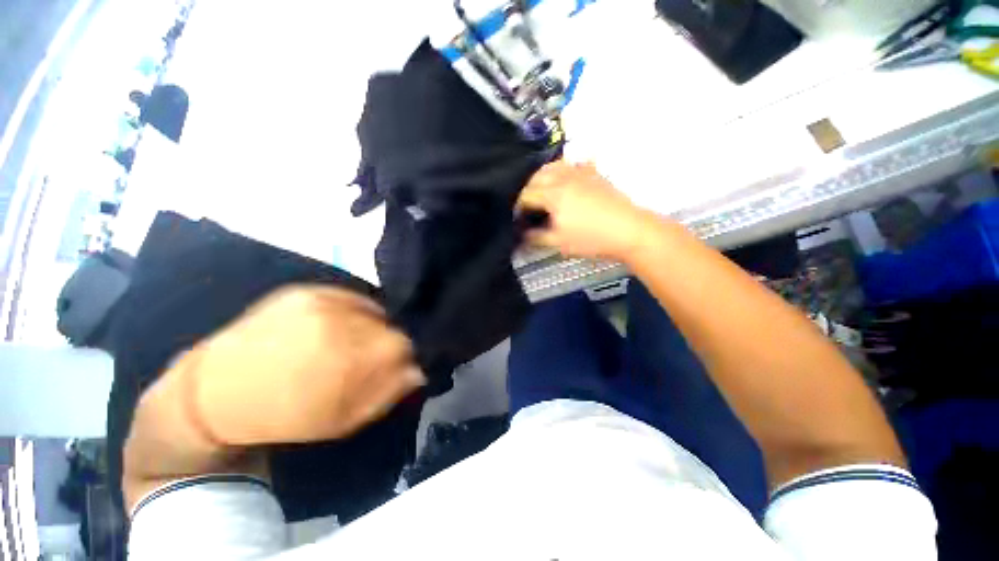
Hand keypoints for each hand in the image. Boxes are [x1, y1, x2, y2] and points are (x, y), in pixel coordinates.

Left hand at [185, 286, 424, 445]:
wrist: (217, 393)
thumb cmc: (286, 416)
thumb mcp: (344, 420)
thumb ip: (388, 392)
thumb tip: (418, 370)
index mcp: (354, 358)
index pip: (406, 345)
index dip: (403, 356)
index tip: (392, 367)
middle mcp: (344, 322)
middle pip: (392, 325)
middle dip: (387, 342)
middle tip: (369, 357)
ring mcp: (323, 301)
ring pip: (374, 310)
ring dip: (371, 327)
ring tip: (350, 342)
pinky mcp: (306, 290)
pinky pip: (351, 298)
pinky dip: (354, 312)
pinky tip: (336, 326)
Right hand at [517, 161, 651, 261]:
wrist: (628, 230)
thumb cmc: (591, 238)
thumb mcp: (559, 242)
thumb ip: (537, 237)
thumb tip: (523, 233)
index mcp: (553, 194)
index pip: (526, 195)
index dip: (519, 206)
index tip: (518, 217)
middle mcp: (563, 178)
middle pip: (536, 176)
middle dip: (527, 189)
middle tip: (528, 205)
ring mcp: (580, 172)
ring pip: (553, 166)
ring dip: (543, 176)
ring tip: (542, 190)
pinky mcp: (594, 173)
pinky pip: (574, 163)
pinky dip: (564, 169)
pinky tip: (566, 178)